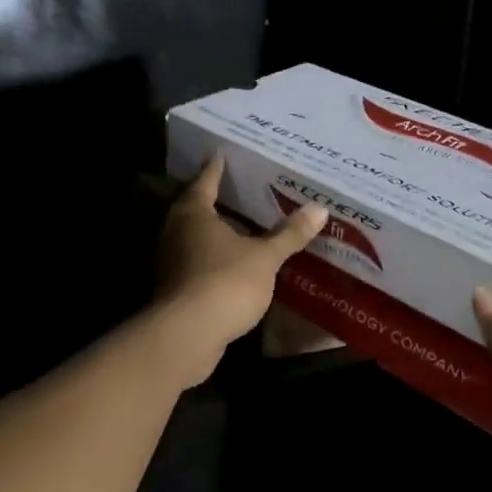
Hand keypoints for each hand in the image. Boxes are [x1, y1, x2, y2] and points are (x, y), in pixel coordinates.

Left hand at [155, 156, 327, 375]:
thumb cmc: (225, 282)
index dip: (217, 168)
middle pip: (197, 209)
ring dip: (218, 233)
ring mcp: (171, 263)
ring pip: (196, 239)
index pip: (206, 181)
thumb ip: (289, 234)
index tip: (223, 154)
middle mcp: (175, 232)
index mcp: (194, 214)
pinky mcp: (175, 290)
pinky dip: (216, 260)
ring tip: (246, 227)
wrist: (187, 337)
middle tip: (244, 190)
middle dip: (219, 201)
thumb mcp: (265, 257)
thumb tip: (320, 208)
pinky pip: (198, 264)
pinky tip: (237, 264)